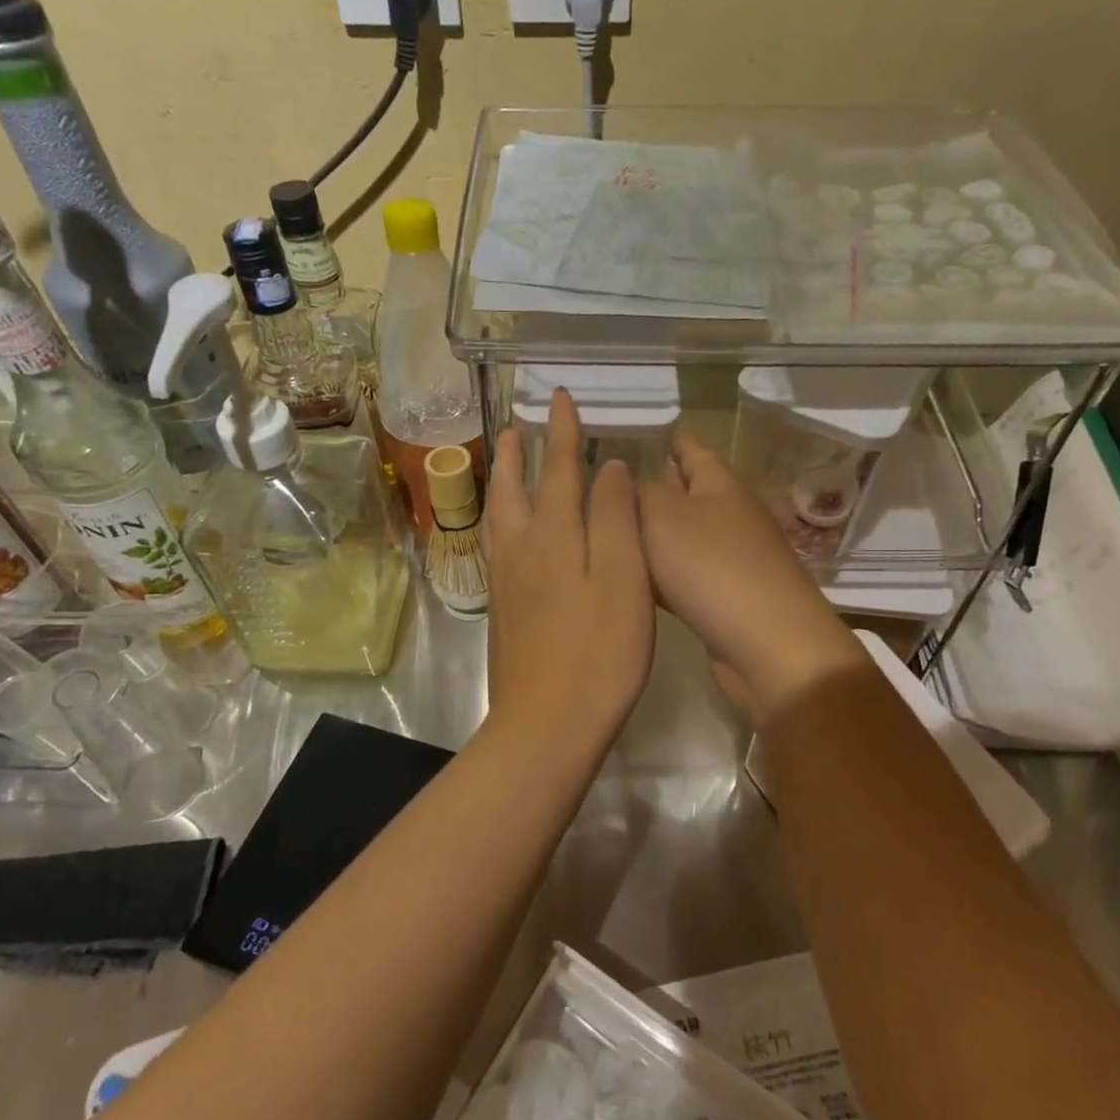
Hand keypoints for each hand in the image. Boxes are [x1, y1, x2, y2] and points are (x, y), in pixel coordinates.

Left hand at [483, 389, 654, 756]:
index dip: (562, 432)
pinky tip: (505, 530)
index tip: (560, 397)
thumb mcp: (623, 578)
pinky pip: (496, 544)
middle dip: (519, 452)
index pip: (559, 469)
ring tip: (505, 462)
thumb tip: (608, 467)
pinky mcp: (503, 609)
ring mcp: (506, 581)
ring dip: (503, 481)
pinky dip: (500, 518)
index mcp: (554, 535)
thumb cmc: (599, 651)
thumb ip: (615, 517)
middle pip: (514, 487)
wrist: (547, 722)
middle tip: (516, 423)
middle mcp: (521, 549)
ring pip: (499, 515)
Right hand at [638, 429, 864, 722]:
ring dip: (654, 534)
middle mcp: (729, 514)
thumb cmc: (711, 567)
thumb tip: (627, 482)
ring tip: (611, 532)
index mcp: (718, 484)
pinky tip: (636, 581)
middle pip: (687, 492)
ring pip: (682, 536)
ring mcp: (732, 558)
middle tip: (606, 487)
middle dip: (653, 486)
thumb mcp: (662, 516)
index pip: (690, 448)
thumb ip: (637, 493)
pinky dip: (662, 572)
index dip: (669, 438)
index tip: (641, 431)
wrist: (768, 644)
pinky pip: (686, 574)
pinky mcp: (727, 598)